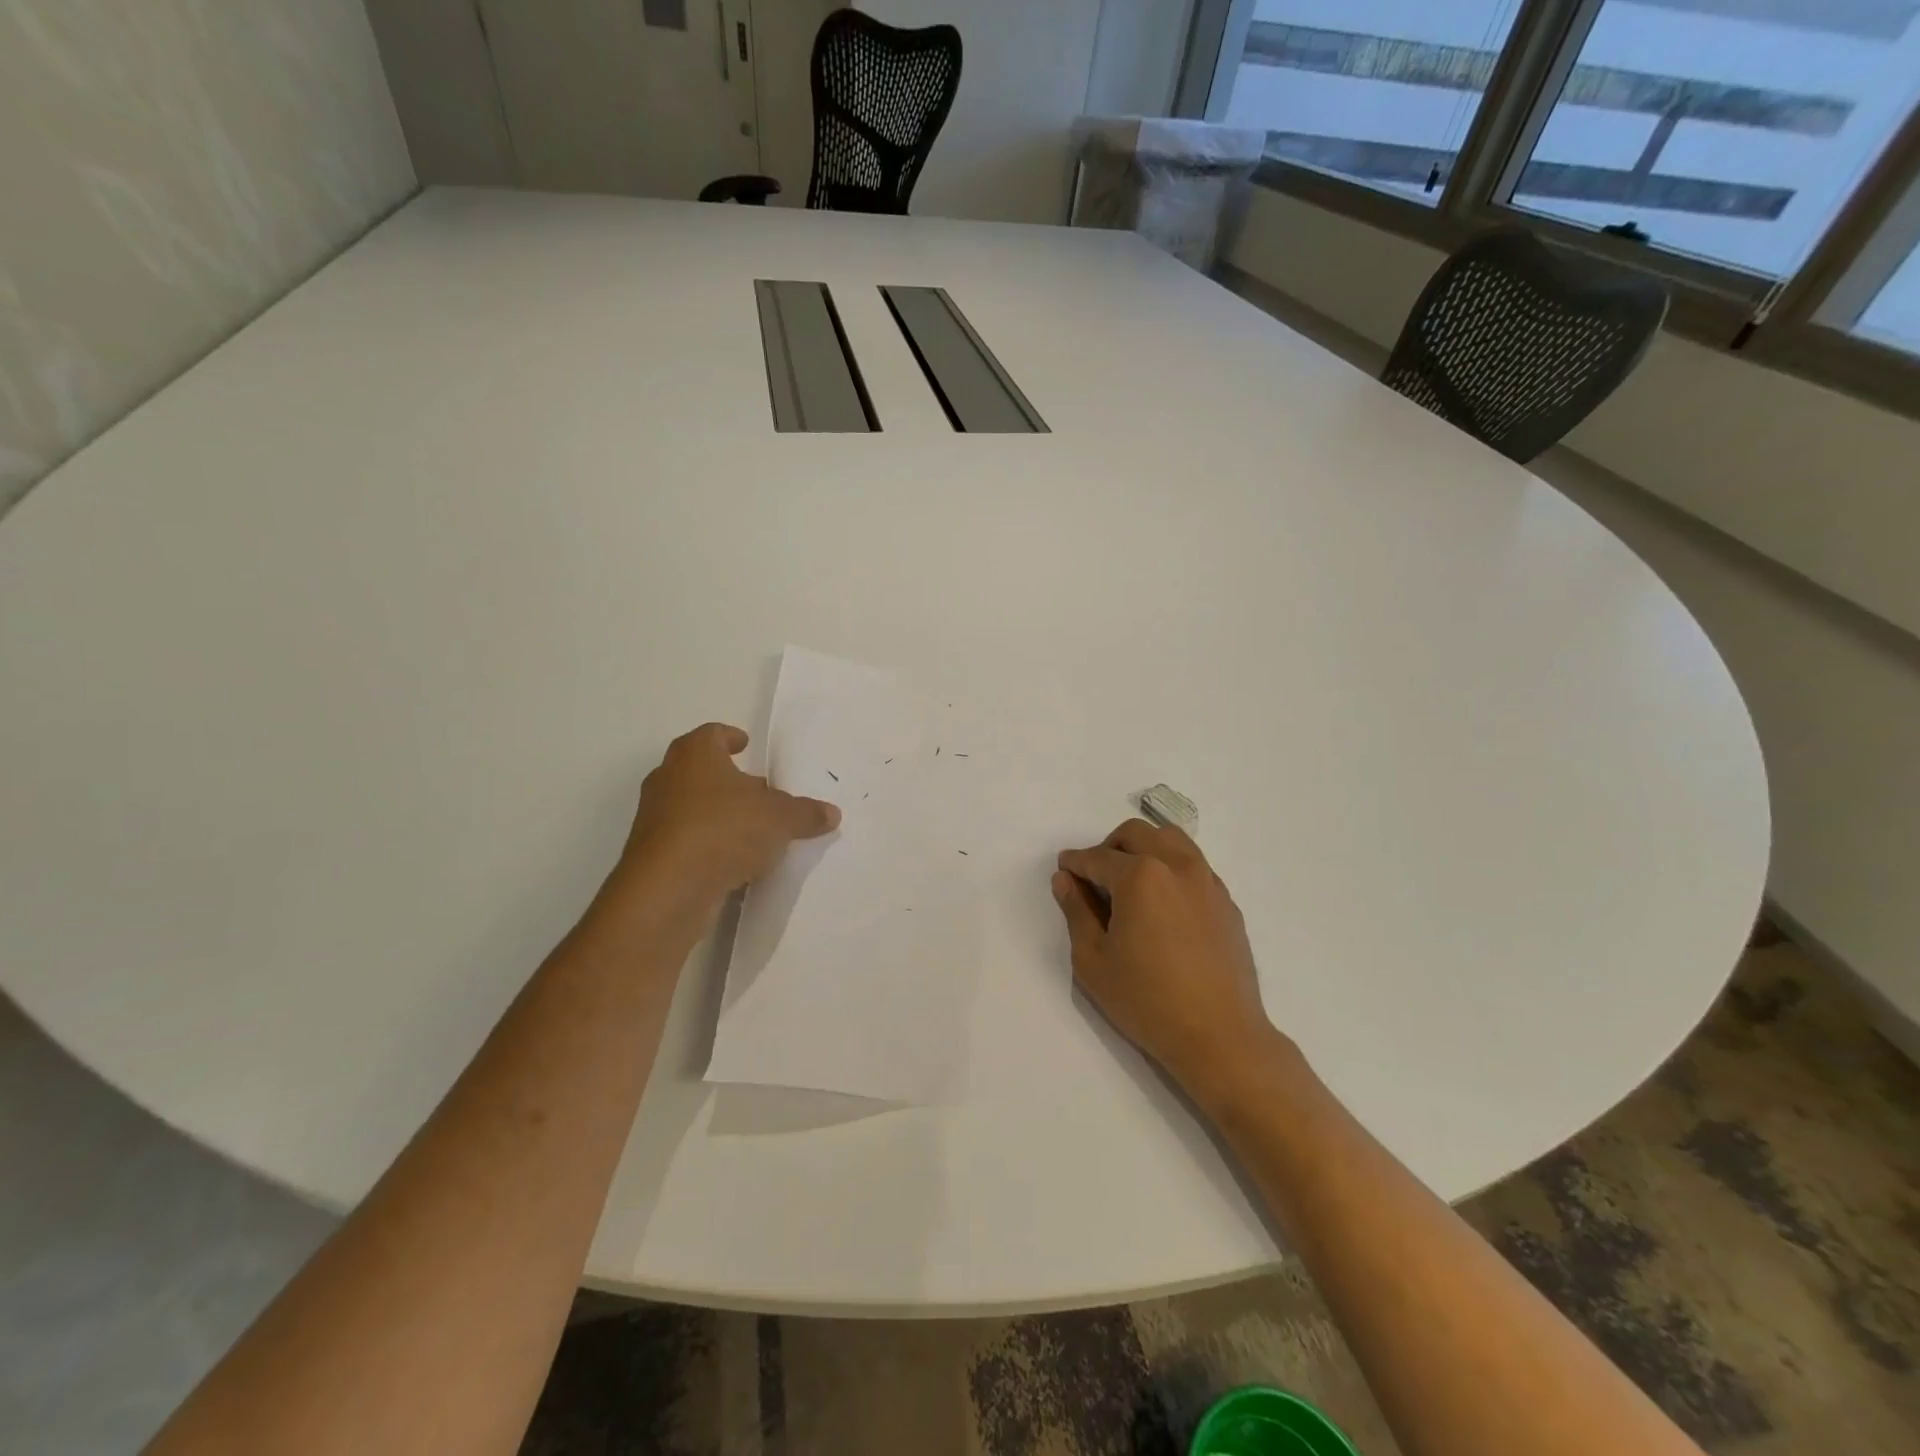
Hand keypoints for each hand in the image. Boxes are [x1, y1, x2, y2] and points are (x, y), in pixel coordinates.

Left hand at [614, 722, 839, 906]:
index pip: (712, 734)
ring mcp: (655, 818)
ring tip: (753, 830)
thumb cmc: (724, 830)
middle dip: (729, 780)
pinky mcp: (653, 855)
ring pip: (693, 807)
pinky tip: (735, 862)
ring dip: (719, 815)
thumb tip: (831, 813)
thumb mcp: (781, 819)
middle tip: (759, 791)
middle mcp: (669, 779)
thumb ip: (806, 813)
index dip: (730, 738)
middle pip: (701, 771)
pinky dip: (709, 845)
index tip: (746, 745)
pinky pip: (687, 841)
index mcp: (695, 755)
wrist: (669, 889)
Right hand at [1053, 819, 1276, 1091]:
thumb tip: (1065, 880)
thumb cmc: (1147, 1000)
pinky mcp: (1227, 902)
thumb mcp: (1093, 960)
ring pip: (1171, 840)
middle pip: (1136, 834)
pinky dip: (1171, 868)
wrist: (1220, 1036)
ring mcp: (1208, 882)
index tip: (1064, 870)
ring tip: (1131, 883)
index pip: (1097, 857)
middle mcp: (1177, 866)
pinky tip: (1163, 905)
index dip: (1075, 863)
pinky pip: (1194, 866)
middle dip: (1109, 847)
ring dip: (1144, 849)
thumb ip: (1076, 912)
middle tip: (1095, 877)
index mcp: (1140, 876)